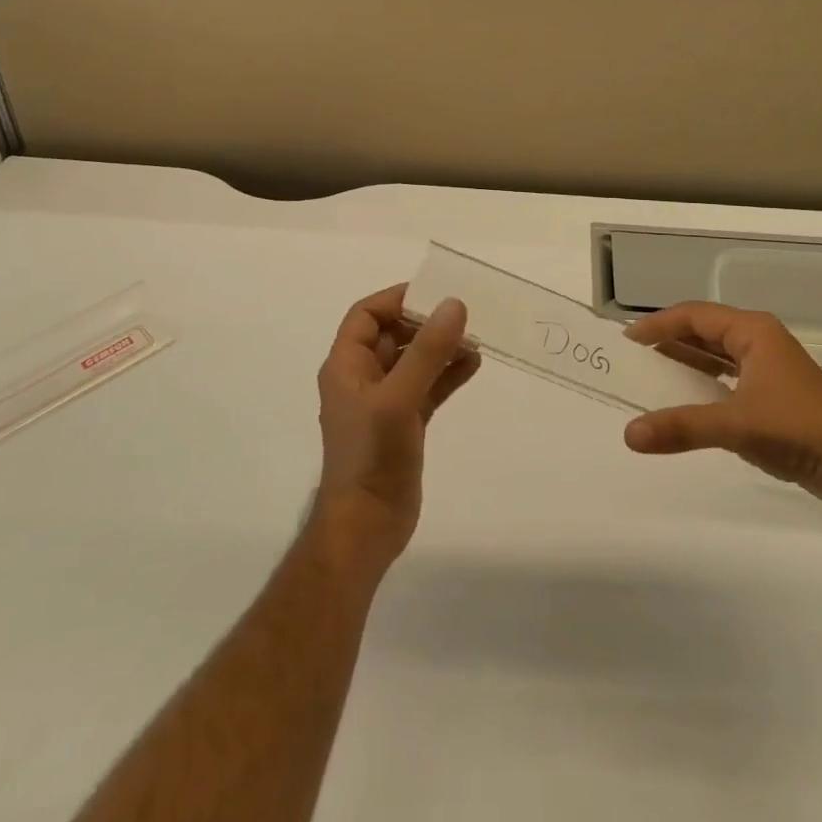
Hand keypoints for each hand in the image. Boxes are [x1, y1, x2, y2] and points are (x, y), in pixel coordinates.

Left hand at [312, 285, 479, 569]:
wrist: (366, 528)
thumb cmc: (371, 456)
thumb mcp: (398, 398)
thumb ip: (427, 351)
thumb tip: (454, 305)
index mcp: (346, 366)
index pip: (366, 315)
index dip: (396, 299)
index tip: (435, 293)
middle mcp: (362, 378)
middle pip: (393, 335)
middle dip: (427, 323)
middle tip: (464, 315)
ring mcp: (384, 402)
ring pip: (414, 361)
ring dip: (441, 348)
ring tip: (475, 339)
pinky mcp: (404, 423)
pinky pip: (427, 387)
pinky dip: (447, 374)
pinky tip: (474, 365)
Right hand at [622, 301, 821, 511]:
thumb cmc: (795, 429)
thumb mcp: (733, 425)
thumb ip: (680, 427)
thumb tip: (629, 434)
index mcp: (752, 331)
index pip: (694, 315)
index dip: (658, 324)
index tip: (627, 341)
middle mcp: (760, 340)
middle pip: (704, 332)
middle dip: (670, 343)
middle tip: (635, 360)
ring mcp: (769, 367)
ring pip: (717, 355)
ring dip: (687, 364)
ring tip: (653, 377)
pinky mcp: (775, 394)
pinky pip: (728, 377)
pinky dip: (704, 384)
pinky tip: (688, 402)